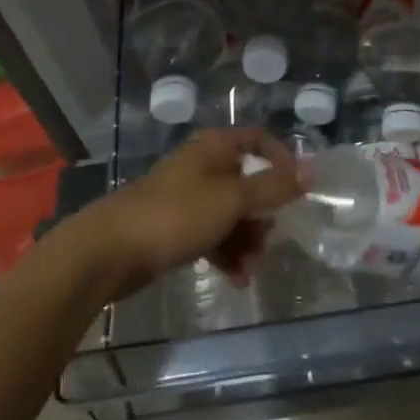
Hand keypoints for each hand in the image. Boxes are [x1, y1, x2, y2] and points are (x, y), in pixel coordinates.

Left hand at [76, 128, 301, 296]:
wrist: (108, 251)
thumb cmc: (176, 215)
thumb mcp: (232, 199)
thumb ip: (273, 188)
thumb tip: (312, 171)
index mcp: (214, 149)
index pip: (257, 139)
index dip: (281, 159)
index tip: (297, 187)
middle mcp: (201, 168)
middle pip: (246, 182)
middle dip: (263, 213)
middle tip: (271, 239)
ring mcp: (186, 199)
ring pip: (230, 214)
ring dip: (246, 240)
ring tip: (251, 268)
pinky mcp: (173, 229)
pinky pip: (211, 236)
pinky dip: (226, 253)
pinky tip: (236, 279)